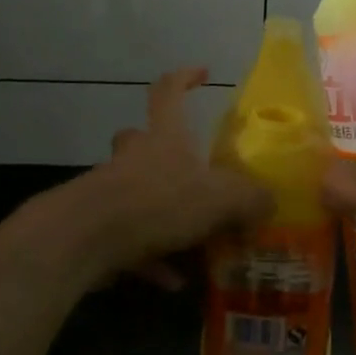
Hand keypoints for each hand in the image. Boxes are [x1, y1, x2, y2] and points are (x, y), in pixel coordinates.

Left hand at [63, 67, 270, 287]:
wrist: (86, 237)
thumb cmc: (159, 202)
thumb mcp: (221, 200)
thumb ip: (251, 199)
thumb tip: (270, 203)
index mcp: (164, 137)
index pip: (170, 91)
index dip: (185, 78)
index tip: (202, 73)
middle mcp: (134, 157)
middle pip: (140, 139)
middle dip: (160, 150)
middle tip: (188, 172)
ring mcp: (109, 190)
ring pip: (137, 192)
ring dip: (164, 216)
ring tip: (196, 246)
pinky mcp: (96, 226)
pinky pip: (129, 239)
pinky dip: (151, 258)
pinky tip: (172, 281)